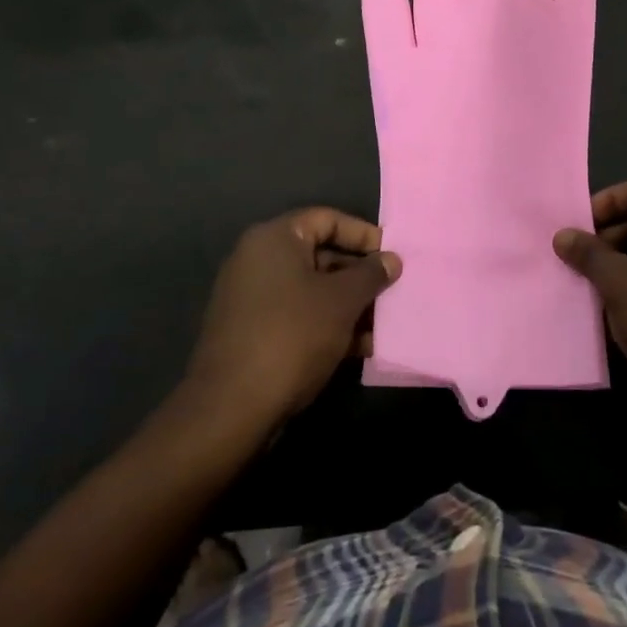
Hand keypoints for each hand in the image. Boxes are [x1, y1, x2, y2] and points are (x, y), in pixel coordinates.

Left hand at [185, 208, 400, 426]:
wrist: (232, 407)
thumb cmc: (292, 335)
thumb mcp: (342, 301)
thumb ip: (370, 275)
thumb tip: (391, 259)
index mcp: (274, 239)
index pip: (327, 219)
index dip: (363, 234)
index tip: (392, 254)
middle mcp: (258, 260)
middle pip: (320, 255)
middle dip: (359, 275)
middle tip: (393, 291)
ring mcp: (251, 297)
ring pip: (312, 290)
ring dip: (349, 305)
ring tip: (384, 324)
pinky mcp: (251, 331)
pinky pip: (298, 315)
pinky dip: (327, 325)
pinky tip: (359, 348)